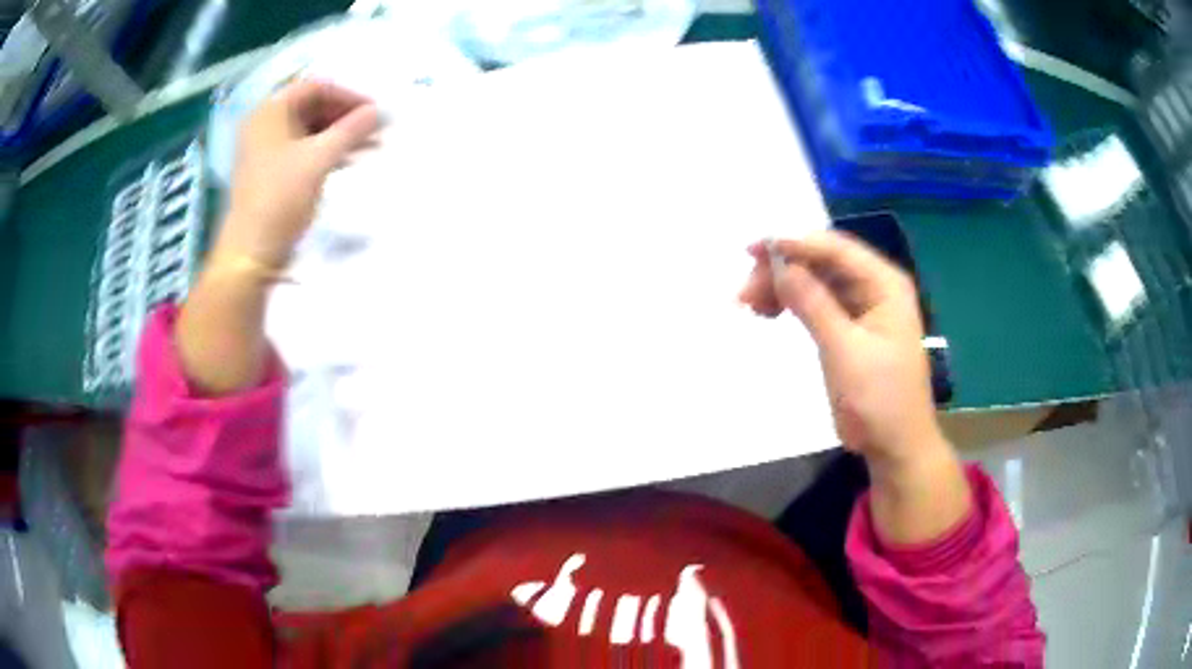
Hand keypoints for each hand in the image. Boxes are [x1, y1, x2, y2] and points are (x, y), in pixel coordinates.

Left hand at [219, 79, 379, 267]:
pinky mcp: (271, 171)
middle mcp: (265, 124)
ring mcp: (266, 149)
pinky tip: (350, 160)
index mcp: (270, 111)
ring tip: (370, 145)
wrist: (251, 252)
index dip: (348, 95)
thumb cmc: (281, 197)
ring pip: (310, 129)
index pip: (316, 88)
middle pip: (313, 107)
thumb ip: (351, 129)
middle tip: (374, 127)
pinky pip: (303, 149)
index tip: (374, 110)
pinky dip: (326, 150)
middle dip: (346, 116)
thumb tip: (380, 111)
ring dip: (340, 134)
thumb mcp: (319, 158)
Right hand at [739, 231, 947, 473]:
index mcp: (885, 284)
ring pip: (816, 282)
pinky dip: (792, 305)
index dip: (794, 244)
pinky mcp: (849, 329)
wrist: (895, 446)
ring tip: (749, 304)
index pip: (835, 249)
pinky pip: (817, 304)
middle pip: (822, 263)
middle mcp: (875, 287)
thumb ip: (813, 304)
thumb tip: (780, 265)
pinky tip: (768, 312)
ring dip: (783, 287)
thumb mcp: (845, 350)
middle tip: (745, 292)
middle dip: (783, 270)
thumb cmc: (879, 399)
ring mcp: (862, 308)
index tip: (753, 251)